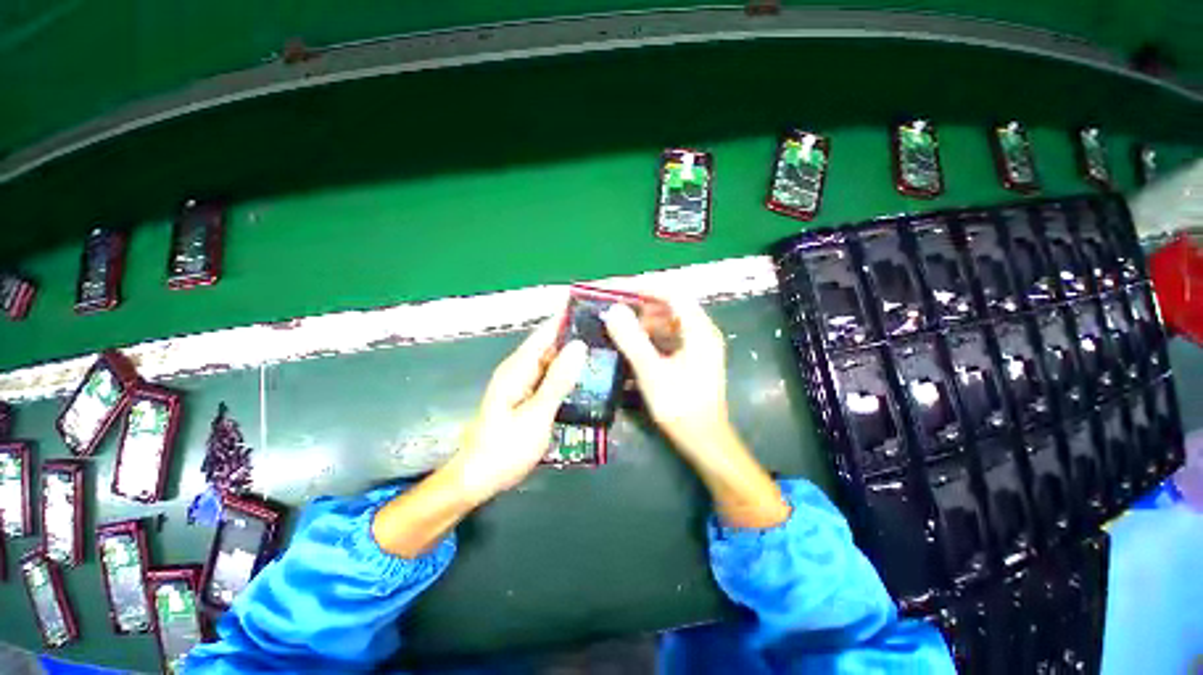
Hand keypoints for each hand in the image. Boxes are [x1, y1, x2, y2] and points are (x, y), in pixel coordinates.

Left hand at [447, 312, 586, 504]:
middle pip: (550, 343)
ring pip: (552, 359)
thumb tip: (579, 346)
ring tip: (604, 345)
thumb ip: (557, 380)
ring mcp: (523, 383)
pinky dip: (568, 371)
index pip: (545, 332)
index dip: (566, 317)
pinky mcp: (527, 395)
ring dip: (574, 352)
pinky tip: (586, 373)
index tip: (592, 306)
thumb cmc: (505, 449)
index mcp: (518, 368)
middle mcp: (520, 369)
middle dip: (575, 333)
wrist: (478, 479)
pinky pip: (551, 375)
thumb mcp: (536, 415)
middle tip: (608, 328)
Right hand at [602, 297, 730, 455]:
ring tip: (617, 326)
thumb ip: (632, 339)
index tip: (617, 289)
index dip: (644, 286)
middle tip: (613, 308)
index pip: (671, 293)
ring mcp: (697, 346)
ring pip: (667, 323)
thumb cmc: (681, 406)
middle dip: (640, 305)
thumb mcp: (652, 371)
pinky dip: (649, 337)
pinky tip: (632, 345)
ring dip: (643, 322)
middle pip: (669, 306)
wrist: (704, 441)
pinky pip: (667, 338)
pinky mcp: (690, 358)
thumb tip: (613, 310)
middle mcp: (701, 332)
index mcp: (699, 330)